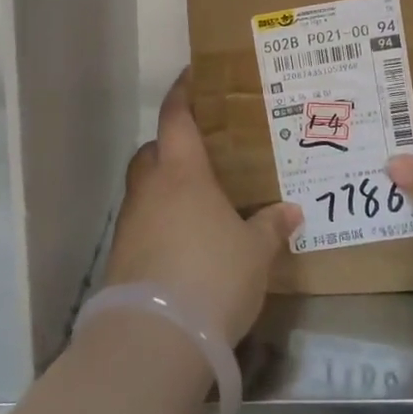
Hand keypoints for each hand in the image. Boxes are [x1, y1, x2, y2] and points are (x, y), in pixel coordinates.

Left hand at [103, 71, 303, 347]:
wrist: (155, 337)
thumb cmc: (212, 275)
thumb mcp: (254, 252)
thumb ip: (270, 227)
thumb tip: (290, 211)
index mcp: (182, 173)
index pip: (177, 117)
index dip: (184, 93)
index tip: (194, 76)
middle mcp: (150, 188)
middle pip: (154, 150)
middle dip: (172, 144)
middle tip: (204, 150)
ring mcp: (130, 222)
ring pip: (145, 187)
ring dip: (166, 186)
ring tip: (199, 198)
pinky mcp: (121, 256)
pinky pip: (143, 221)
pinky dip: (160, 220)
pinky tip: (185, 240)